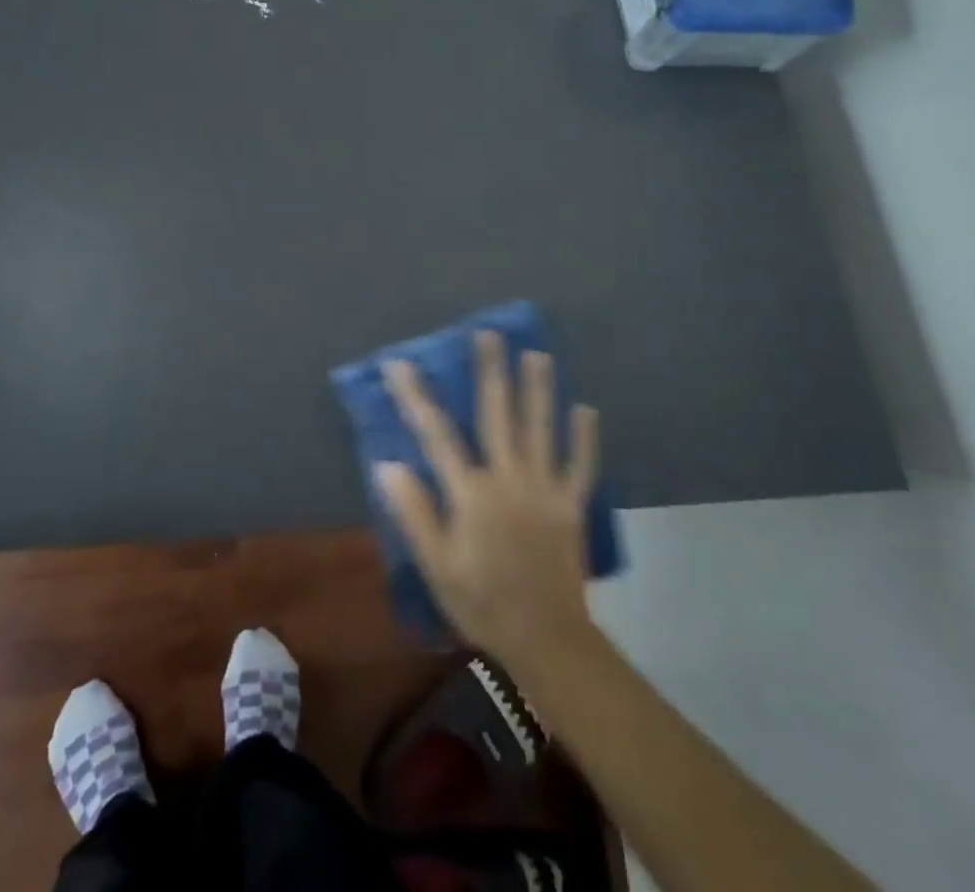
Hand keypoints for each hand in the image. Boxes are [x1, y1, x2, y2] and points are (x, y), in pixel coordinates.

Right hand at [376, 332, 600, 668]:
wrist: (546, 640)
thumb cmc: (481, 602)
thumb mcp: (436, 565)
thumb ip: (414, 512)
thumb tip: (387, 464)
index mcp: (471, 493)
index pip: (437, 434)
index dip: (416, 396)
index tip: (401, 363)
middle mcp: (508, 479)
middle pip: (497, 415)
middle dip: (491, 372)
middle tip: (490, 334)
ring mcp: (544, 489)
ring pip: (541, 429)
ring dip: (539, 389)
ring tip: (538, 354)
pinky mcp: (571, 505)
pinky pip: (580, 466)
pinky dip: (585, 438)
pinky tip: (586, 409)